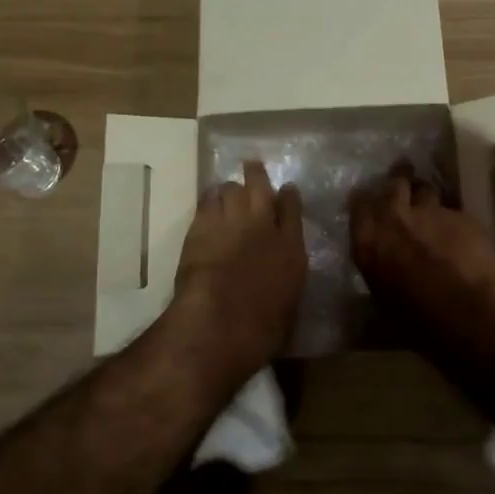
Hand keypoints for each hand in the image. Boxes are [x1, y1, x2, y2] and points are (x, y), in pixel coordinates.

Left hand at [169, 160, 305, 379]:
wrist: (221, 321)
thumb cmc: (261, 328)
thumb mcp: (287, 305)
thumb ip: (285, 280)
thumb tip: (279, 275)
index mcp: (291, 248)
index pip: (293, 210)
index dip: (290, 196)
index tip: (287, 189)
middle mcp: (264, 226)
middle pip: (261, 187)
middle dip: (257, 175)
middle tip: (252, 166)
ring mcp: (231, 221)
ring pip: (231, 189)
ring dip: (230, 187)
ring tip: (227, 189)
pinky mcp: (201, 226)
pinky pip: (206, 201)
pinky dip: (209, 198)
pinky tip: (208, 199)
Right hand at [349, 165, 494, 330]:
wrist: (468, 315)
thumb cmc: (417, 319)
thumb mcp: (382, 294)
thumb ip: (378, 264)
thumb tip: (381, 258)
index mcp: (369, 238)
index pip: (358, 202)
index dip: (365, 200)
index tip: (369, 201)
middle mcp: (396, 216)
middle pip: (395, 182)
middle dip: (399, 179)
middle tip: (402, 179)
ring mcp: (432, 212)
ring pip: (426, 190)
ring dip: (426, 197)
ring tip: (431, 210)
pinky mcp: (463, 216)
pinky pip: (454, 212)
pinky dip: (454, 222)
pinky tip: (461, 238)